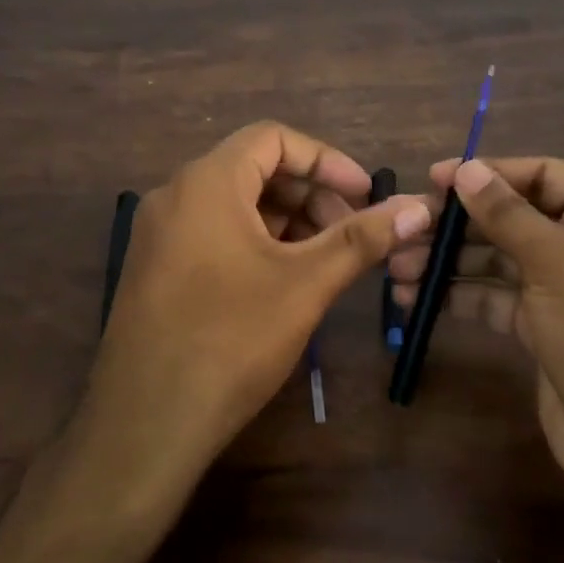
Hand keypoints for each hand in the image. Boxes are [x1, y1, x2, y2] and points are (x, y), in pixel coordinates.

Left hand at [78, 122, 430, 505]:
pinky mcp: (155, 267)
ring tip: (324, 259)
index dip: (327, 160)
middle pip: (255, 168)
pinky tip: (283, 279)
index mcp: (207, 181)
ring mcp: (158, 233)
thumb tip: (418, 207)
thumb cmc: (231, 340)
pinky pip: (213, 232)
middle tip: (351, 233)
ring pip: (234, 203)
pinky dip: (255, 241)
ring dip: (286, 220)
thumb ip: (362, 239)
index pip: (274, 138)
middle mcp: (175, 194)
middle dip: (311, 194)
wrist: (145, 424)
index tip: (365, 195)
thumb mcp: (306, 284)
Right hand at [391, 157, 563, 512]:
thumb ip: (506, 214)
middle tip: (405, 229)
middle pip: (516, 217)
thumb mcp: (557, 264)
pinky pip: (499, 298)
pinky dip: (462, 297)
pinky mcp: (549, 326)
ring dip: (451, 262)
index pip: (542, 175)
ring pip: (502, 260)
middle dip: (459, 224)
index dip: (487, 174)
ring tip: (397, 267)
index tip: (432, 180)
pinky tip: (416, 299)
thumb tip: (465, 169)